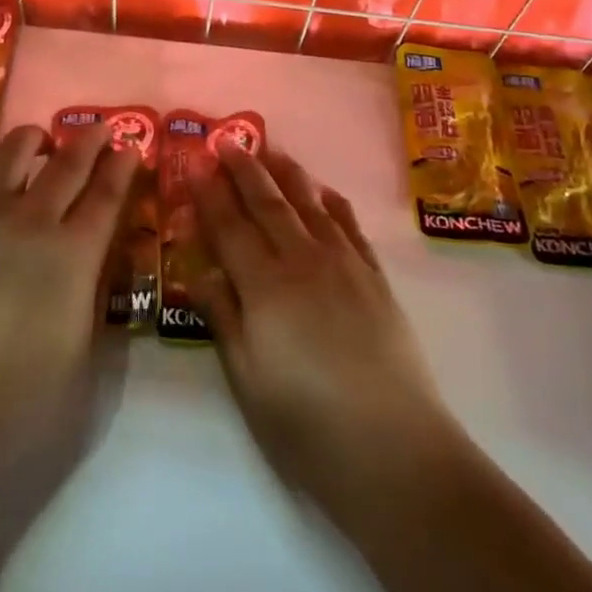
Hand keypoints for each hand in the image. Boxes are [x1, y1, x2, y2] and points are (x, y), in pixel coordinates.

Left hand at [0, 124, 137, 565]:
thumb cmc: (16, 415)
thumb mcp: (85, 370)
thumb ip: (96, 309)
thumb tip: (98, 272)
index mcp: (75, 256)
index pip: (109, 194)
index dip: (125, 166)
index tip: (133, 147)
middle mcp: (31, 222)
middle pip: (68, 162)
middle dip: (90, 140)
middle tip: (101, 131)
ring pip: (13, 149)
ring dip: (33, 140)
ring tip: (39, 146)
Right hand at [192, 145, 459, 504]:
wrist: (395, 449)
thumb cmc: (308, 426)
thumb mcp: (248, 381)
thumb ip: (223, 318)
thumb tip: (197, 270)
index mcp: (266, 287)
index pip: (230, 227)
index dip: (210, 195)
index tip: (196, 164)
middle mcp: (303, 261)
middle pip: (268, 204)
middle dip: (244, 170)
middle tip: (227, 142)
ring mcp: (344, 264)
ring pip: (309, 204)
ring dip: (287, 173)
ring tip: (270, 149)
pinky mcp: (375, 277)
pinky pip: (349, 225)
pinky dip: (332, 202)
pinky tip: (323, 190)